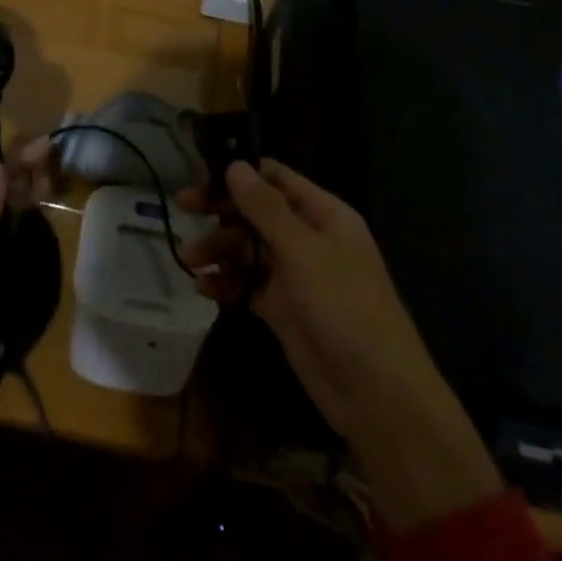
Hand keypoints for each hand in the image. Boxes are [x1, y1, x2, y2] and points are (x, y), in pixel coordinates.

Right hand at [182, 160, 501, 528]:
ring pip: (248, 248)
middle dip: (221, 211)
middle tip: (184, 208)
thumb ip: (265, 208)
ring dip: (218, 249)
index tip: (202, 176)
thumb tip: (235, 165)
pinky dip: (226, 282)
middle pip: (256, 212)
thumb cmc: (346, 309)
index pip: (276, 178)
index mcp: (323, 215)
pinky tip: (204, 288)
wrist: (377, 396)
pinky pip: (247, 284)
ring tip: (189, 260)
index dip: (240, 173)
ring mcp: (295, 275)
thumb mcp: (303, 251)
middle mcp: (308, 238)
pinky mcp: (282, 309)